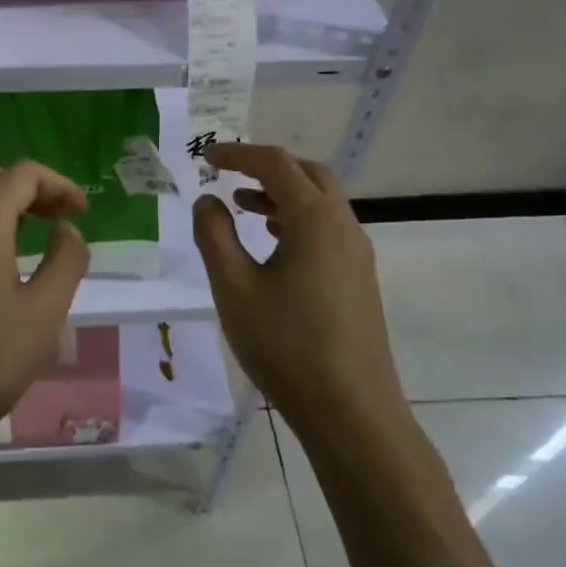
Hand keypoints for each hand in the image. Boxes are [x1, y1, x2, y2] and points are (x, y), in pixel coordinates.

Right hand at [192, 144, 402, 431]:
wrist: (351, 413)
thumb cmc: (286, 346)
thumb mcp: (234, 288)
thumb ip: (214, 236)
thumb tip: (207, 200)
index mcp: (315, 220)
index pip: (275, 164)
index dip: (237, 154)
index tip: (205, 157)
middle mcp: (343, 226)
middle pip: (308, 174)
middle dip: (267, 167)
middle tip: (229, 175)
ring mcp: (357, 254)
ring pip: (321, 202)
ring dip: (283, 194)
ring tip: (243, 206)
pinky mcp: (360, 279)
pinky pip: (328, 229)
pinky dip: (298, 219)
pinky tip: (273, 244)